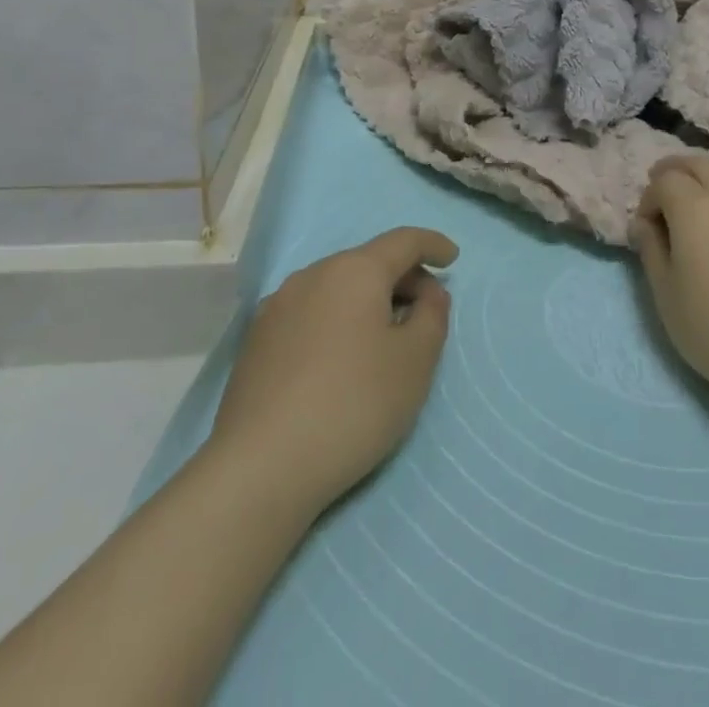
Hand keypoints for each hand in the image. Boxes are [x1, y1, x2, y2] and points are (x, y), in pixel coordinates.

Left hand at [207, 227, 458, 517]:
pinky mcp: (257, 340)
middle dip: (402, 279)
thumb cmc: (353, 404)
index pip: (403, 241)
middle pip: (368, 262)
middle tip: (425, 313)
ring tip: (384, 339)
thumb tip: (427, 294)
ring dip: (367, 301)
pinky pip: (311, 313)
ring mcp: (278, 306)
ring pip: (336, 288)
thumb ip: (432, 316)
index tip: (451, 258)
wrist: (260, 466)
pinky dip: (337, 321)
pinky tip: (341, 360)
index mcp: (354, 270)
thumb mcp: (415, 362)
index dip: (432, 244)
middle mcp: (312, 274)